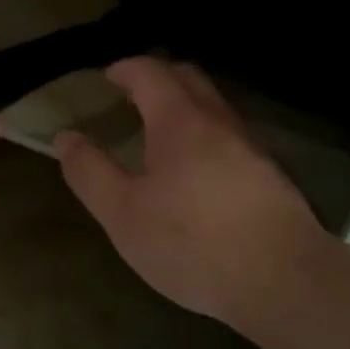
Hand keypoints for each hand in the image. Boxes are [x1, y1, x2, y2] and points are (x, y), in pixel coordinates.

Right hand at [57, 57, 330, 344]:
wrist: (283, 280)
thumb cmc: (192, 242)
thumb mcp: (123, 214)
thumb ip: (90, 172)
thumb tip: (66, 137)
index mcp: (179, 121)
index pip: (150, 72)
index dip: (125, 69)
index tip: (106, 77)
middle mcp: (219, 122)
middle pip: (189, 78)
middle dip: (157, 77)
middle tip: (130, 95)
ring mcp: (251, 147)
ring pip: (213, 107)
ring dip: (184, 106)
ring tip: (158, 133)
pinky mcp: (270, 175)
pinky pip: (229, 136)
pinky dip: (204, 134)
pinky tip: (195, 171)